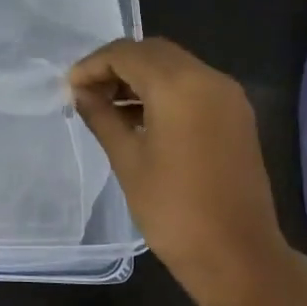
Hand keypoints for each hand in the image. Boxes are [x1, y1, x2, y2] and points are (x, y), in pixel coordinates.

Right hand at [70, 37, 303, 304]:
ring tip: (108, 107)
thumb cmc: (173, 209)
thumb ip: (101, 116)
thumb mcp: (127, 160)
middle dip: (116, 66)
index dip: (92, 65)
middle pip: (153, 52)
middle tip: (87, 94)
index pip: (126, 53)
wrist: (237, 254)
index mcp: (179, 86)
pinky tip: (140, 117)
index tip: (69, 88)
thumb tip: (80, 93)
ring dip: (140, 76)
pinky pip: (193, 85)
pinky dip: (163, 90)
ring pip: (175, 65)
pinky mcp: (236, 115)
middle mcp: (209, 78)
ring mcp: (228, 96)